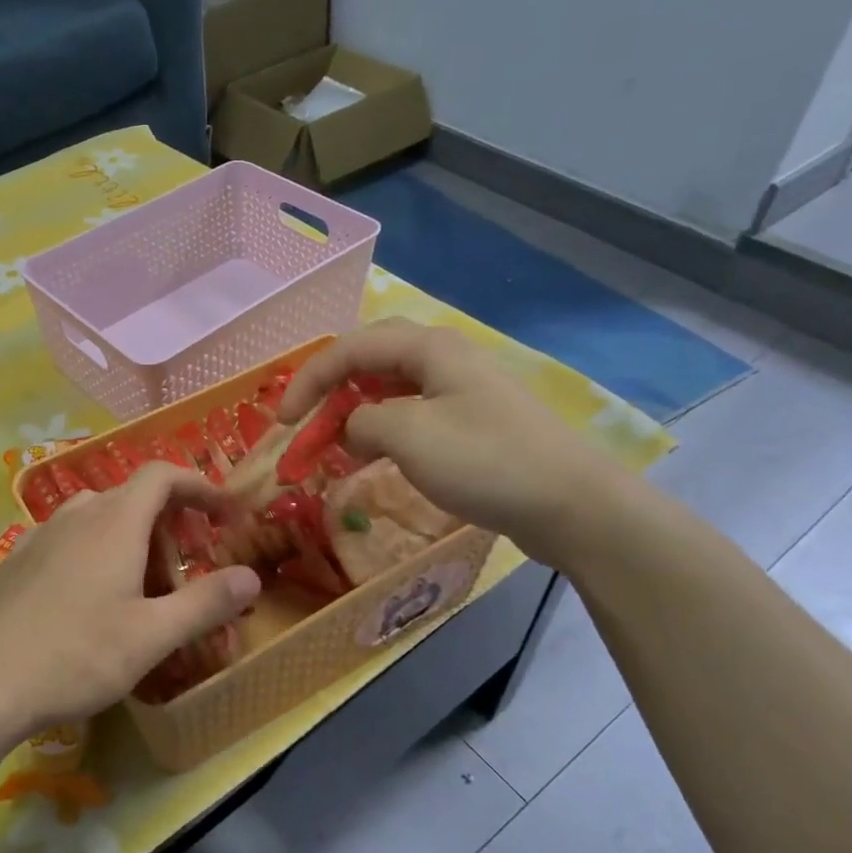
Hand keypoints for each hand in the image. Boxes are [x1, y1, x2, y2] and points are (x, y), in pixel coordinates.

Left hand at [0, 464, 260, 743]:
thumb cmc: (75, 655)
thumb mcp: (151, 635)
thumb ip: (205, 602)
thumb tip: (252, 577)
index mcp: (114, 521)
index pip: (163, 475)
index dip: (199, 486)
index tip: (224, 515)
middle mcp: (77, 515)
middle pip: (133, 497)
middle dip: (169, 522)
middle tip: (187, 568)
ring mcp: (40, 535)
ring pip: (99, 518)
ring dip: (131, 539)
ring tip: (143, 587)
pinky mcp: (17, 560)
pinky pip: (70, 539)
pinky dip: (96, 552)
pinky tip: (92, 600)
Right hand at [279, 320, 639, 571]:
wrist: (571, 504)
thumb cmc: (485, 461)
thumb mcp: (408, 436)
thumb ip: (363, 422)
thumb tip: (353, 428)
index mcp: (429, 349)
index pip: (350, 348)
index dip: (308, 379)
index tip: (280, 420)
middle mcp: (446, 359)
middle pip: (371, 360)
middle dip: (330, 388)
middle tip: (303, 421)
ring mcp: (463, 390)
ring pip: (392, 389)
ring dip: (355, 412)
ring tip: (332, 444)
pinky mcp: (475, 423)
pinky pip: (414, 415)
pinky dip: (384, 431)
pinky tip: (374, 457)